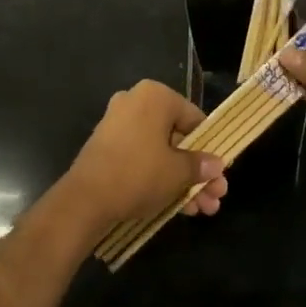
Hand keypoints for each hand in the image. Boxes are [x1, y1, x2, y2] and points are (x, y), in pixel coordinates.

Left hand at [60, 80, 228, 234]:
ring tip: (202, 210)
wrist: (85, 199)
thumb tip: (216, 164)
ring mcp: (119, 125)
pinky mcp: (108, 148)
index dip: (210, 148)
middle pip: (178, 139)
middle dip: (198, 172)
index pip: (194, 118)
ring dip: (183, 181)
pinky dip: (160, 179)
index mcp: (156, 96)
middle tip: (215, 197)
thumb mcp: (178, 172)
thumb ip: (200, 165)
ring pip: (161, 153)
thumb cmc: (139, 173)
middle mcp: (136, 103)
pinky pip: (142, 159)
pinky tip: (180, 208)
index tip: (220, 173)